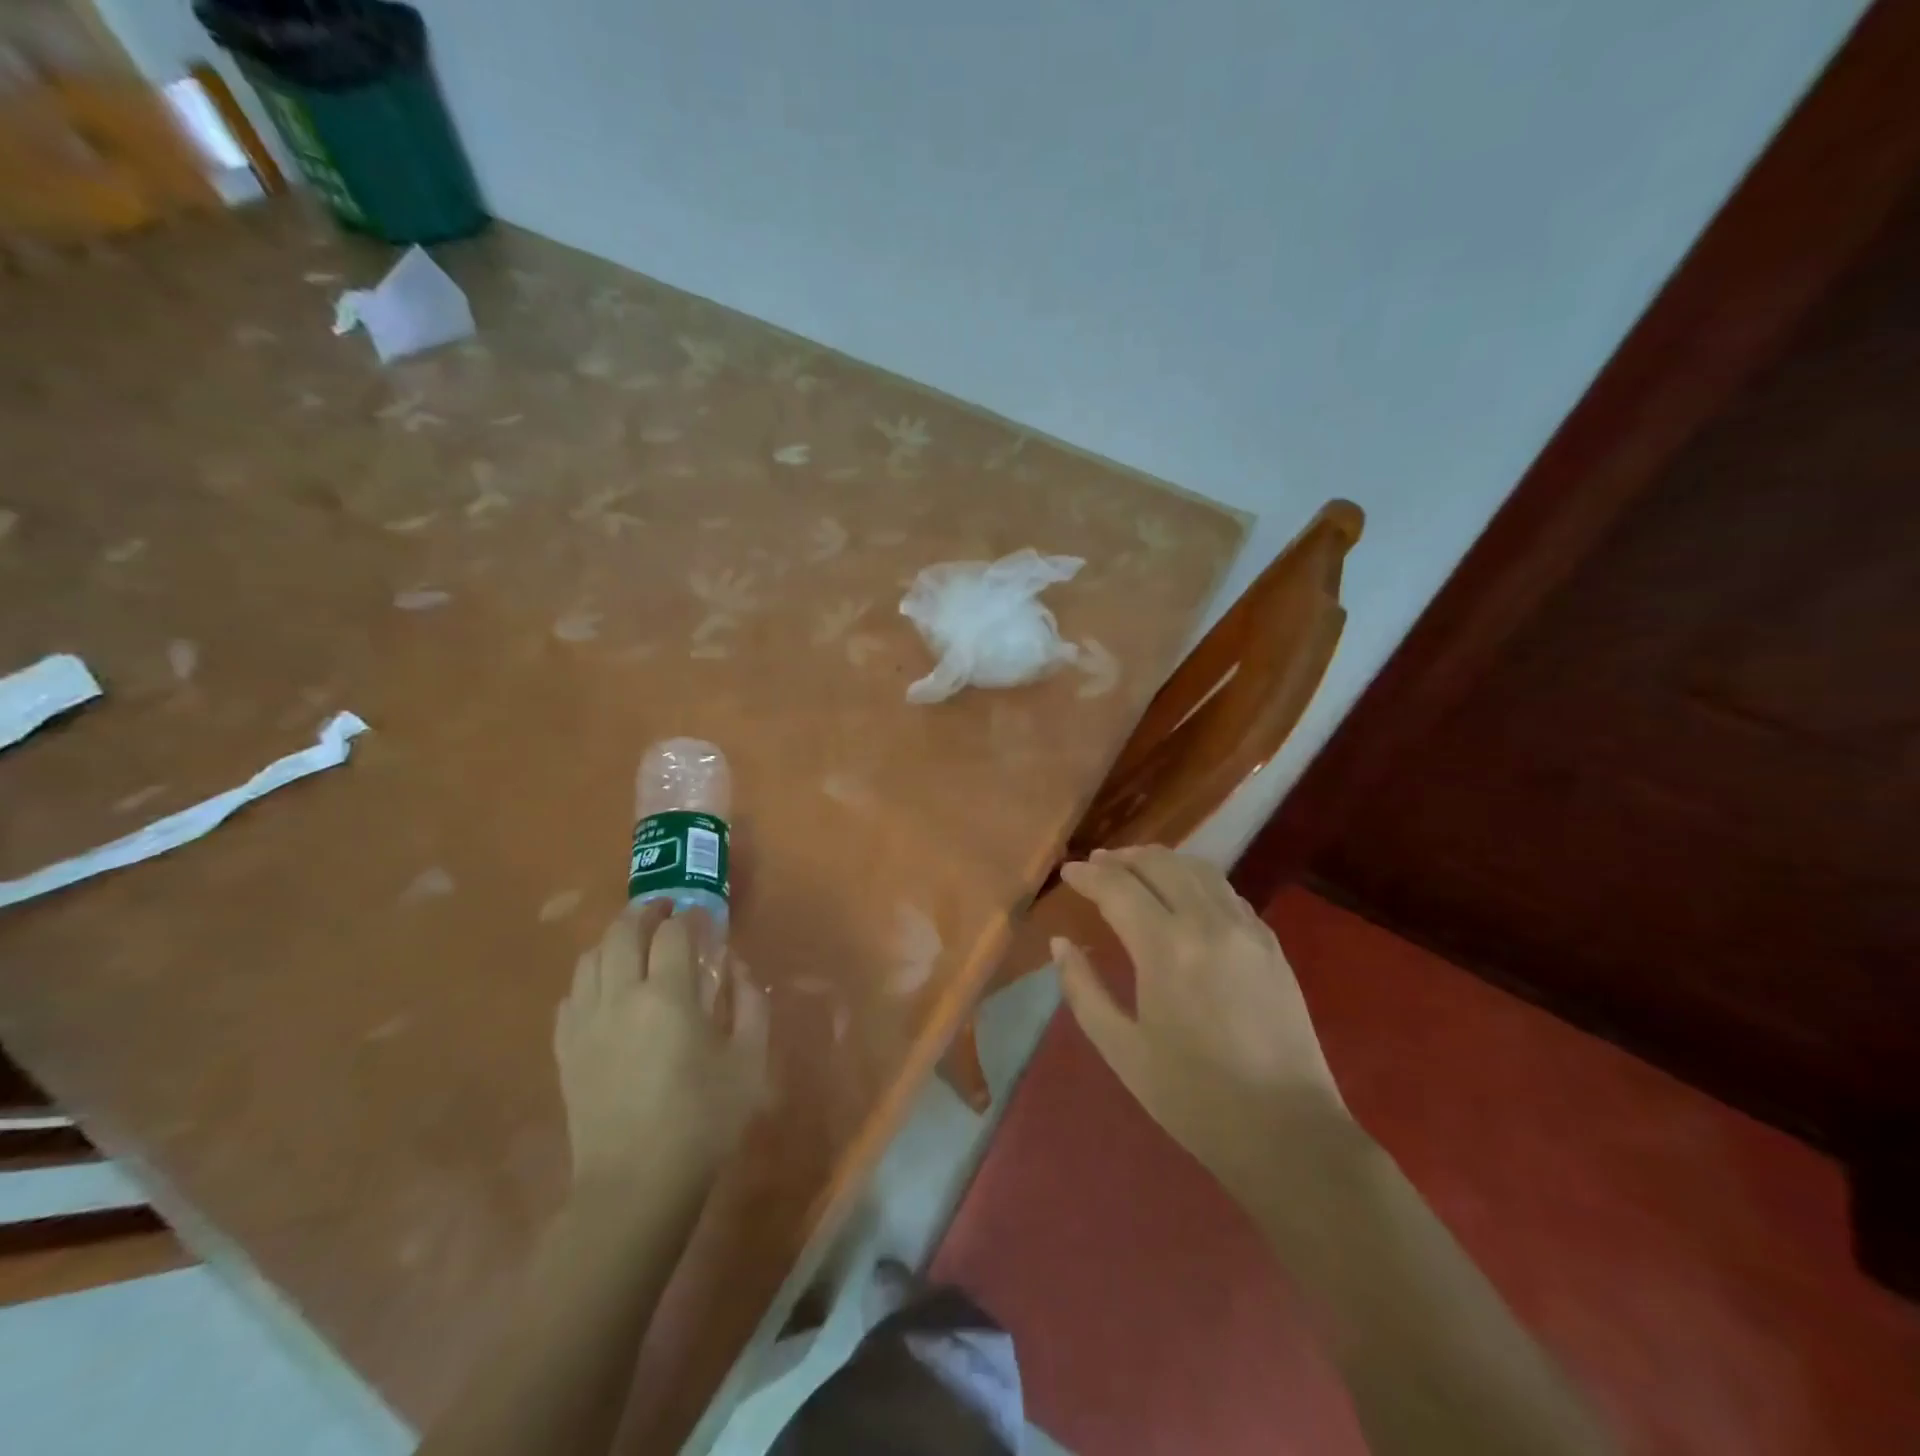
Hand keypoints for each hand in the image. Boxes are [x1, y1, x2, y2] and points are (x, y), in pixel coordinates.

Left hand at [554, 906, 767, 1205]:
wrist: (636, 1186)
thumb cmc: (703, 1121)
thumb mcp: (748, 1060)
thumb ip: (749, 1003)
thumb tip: (736, 968)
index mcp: (668, 996)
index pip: (673, 932)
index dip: (689, 916)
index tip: (701, 917)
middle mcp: (620, 997)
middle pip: (622, 932)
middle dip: (646, 912)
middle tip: (665, 912)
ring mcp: (585, 1023)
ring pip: (590, 958)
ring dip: (614, 940)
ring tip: (635, 945)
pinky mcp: (565, 1049)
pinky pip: (570, 995)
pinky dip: (590, 979)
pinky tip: (606, 990)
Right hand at [1056, 847, 1348, 1196]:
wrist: (1288, 1133)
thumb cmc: (1194, 1098)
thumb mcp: (1122, 1050)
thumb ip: (1083, 989)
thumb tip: (1060, 943)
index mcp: (1166, 948)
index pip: (1118, 888)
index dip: (1088, 876)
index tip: (1067, 873)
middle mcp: (1208, 923)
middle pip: (1159, 864)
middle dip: (1122, 858)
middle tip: (1096, 864)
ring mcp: (1246, 929)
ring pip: (1197, 869)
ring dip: (1160, 860)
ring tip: (1134, 868)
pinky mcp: (1270, 943)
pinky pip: (1226, 891)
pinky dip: (1195, 879)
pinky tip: (1183, 894)